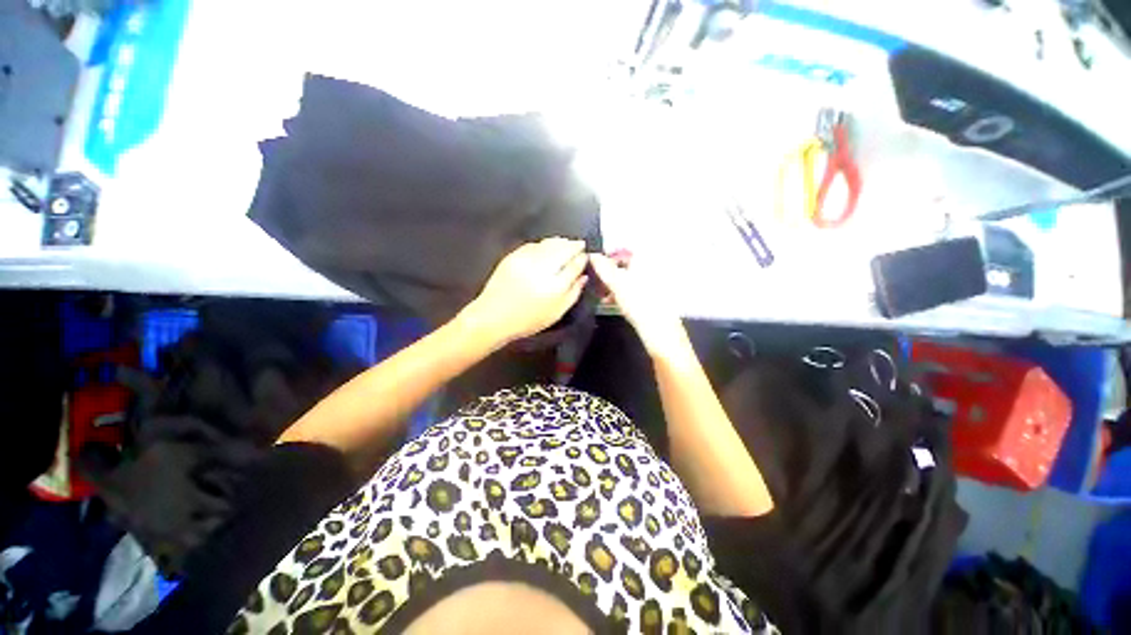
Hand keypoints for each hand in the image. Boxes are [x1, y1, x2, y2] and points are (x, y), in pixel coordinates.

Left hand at [462, 238, 588, 345]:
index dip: (582, 258)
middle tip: (579, 245)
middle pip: (563, 249)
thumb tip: (583, 277)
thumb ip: (573, 294)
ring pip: (549, 244)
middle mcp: (542, 269)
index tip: (585, 255)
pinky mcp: (513, 256)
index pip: (574, 264)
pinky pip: (534, 245)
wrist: (493, 317)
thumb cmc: (527, 320)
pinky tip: (547, 247)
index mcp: (555, 285)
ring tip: (566, 243)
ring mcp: (526, 260)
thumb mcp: (556, 313)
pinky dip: (543, 244)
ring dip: (560, 242)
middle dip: (573, 245)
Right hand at [589, 254, 689, 359]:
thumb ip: (603, 267)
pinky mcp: (652, 297)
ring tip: (601, 295)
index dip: (608, 257)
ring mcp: (653, 283)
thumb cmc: (638, 301)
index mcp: (645, 259)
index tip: (595, 267)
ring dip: (613, 285)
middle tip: (597, 282)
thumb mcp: (616, 283)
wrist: (659, 328)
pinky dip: (622, 293)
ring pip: (628, 279)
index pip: (623, 250)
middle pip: (625, 265)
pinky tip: (611, 302)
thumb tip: (592, 254)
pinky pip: (633, 290)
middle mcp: (651, 267)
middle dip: (609, 274)